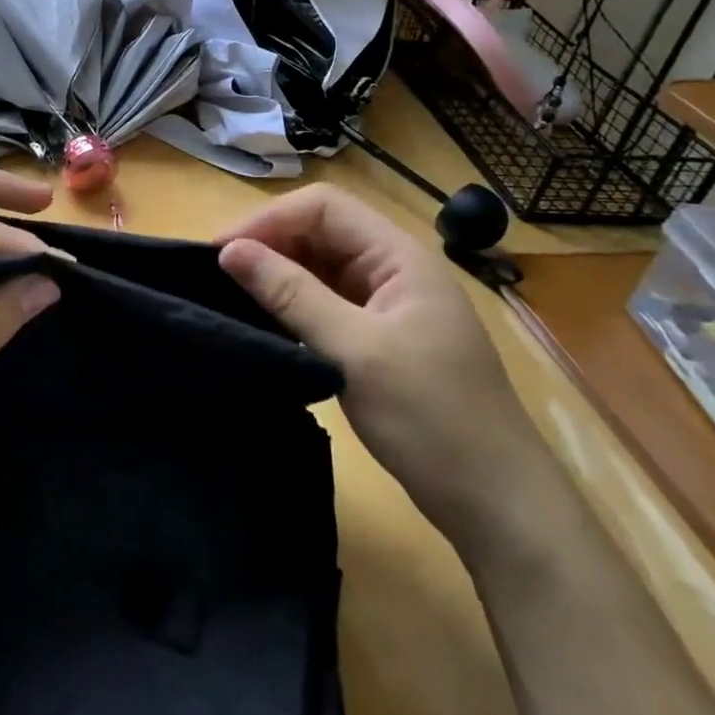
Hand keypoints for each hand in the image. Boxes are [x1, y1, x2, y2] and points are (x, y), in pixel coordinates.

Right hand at [218, 184, 555, 562]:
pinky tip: (265, 319)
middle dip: (268, 243)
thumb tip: (228, 251)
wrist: (498, 506)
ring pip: (319, 266)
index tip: (222, 251)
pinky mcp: (378, 337)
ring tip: (230, 293)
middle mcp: (393, 270)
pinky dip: (292, 303)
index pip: (324, 208)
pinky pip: (325, 300)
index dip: (269, 220)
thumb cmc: (432, 420)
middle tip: (217, 273)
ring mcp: (387, 304)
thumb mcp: (355, 352)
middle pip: (320, 231)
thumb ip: (291, 294)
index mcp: (400, 258)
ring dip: (277, 273)